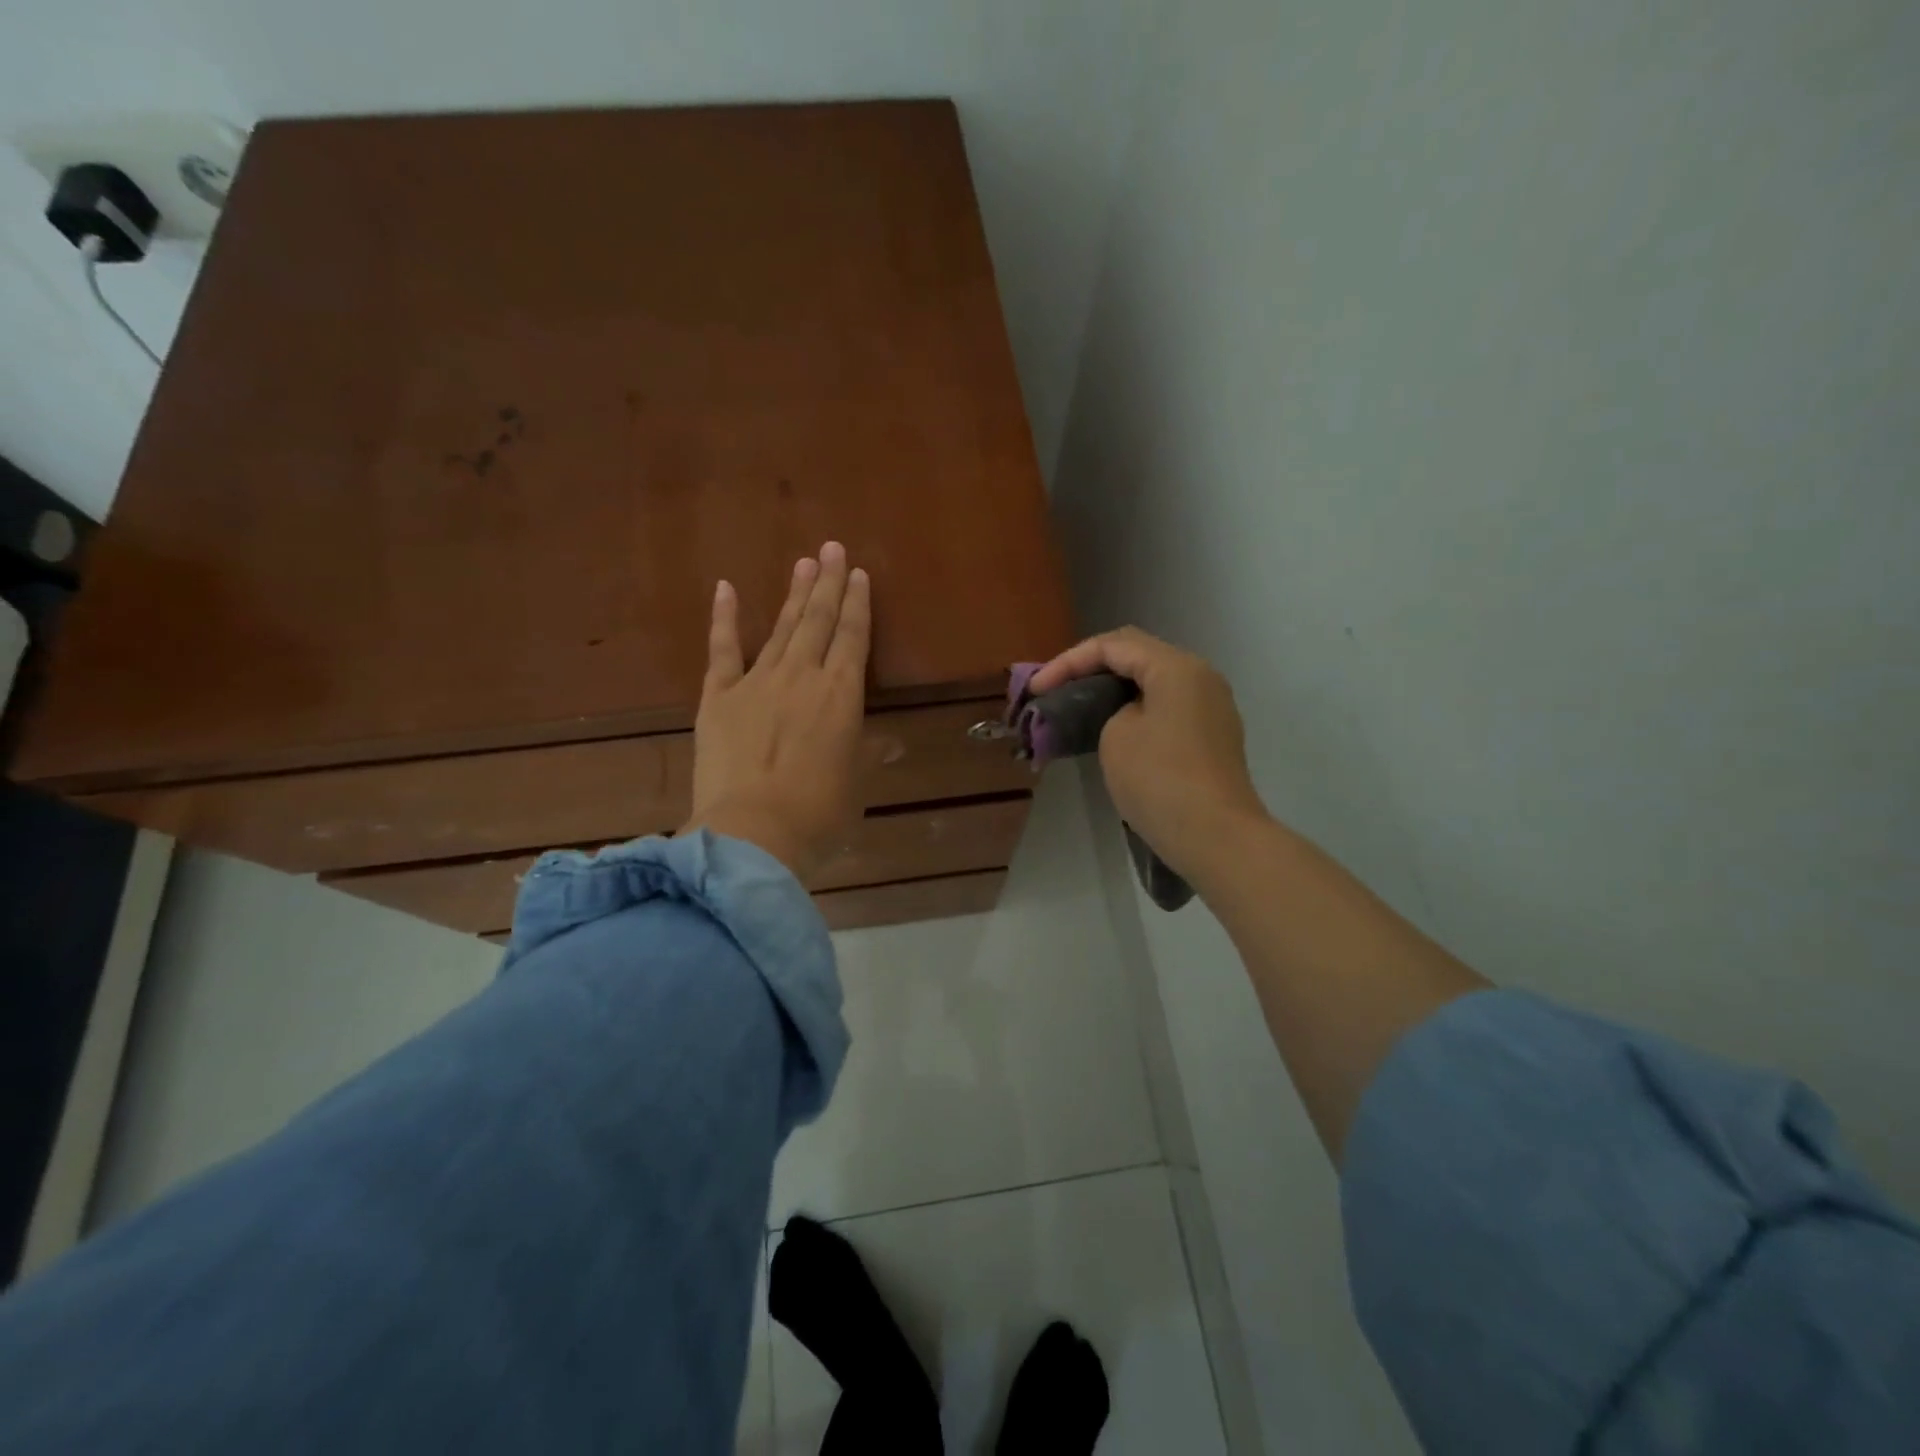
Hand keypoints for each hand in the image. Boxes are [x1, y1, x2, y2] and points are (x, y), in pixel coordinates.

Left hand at [682, 542, 871, 881]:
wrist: (752, 834)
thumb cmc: (818, 816)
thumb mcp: (855, 785)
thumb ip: (866, 754)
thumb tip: (888, 743)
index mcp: (842, 696)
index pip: (853, 638)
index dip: (858, 605)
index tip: (859, 574)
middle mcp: (803, 677)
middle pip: (818, 621)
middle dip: (828, 583)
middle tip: (832, 548)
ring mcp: (757, 682)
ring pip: (781, 628)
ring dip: (793, 594)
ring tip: (804, 562)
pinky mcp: (718, 697)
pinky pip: (722, 650)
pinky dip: (724, 618)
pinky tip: (725, 588)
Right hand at [1028, 627, 1266, 879]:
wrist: (1216, 837)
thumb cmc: (1160, 780)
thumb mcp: (1116, 736)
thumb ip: (1109, 710)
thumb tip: (1121, 714)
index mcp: (1176, 667)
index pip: (1113, 645)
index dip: (1068, 661)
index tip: (1036, 689)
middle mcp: (1200, 676)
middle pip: (1136, 655)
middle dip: (1090, 668)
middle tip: (1054, 689)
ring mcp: (1211, 706)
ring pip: (1153, 681)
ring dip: (1113, 689)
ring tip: (1077, 706)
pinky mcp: (1212, 735)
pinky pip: (1167, 706)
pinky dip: (1135, 708)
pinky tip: (1111, 727)